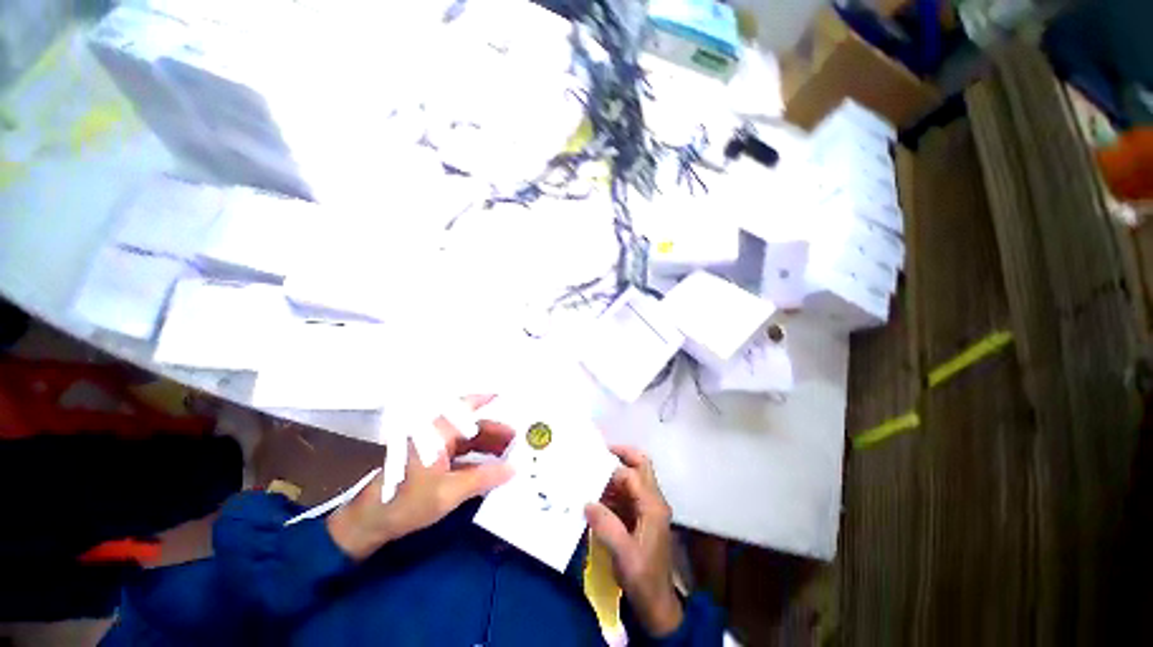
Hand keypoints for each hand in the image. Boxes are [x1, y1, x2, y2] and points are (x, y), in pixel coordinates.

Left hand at [327, 397, 514, 559]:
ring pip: (468, 440)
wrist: (371, 523)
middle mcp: (437, 434)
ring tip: (510, 453)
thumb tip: (513, 469)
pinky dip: (477, 457)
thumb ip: (483, 478)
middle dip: (495, 430)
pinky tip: (492, 467)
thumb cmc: (407, 501)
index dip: (486, 400)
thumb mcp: (449, 492)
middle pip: (471, 426)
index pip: (465, 407)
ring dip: (488, 445)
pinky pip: (461, 453)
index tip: (506, 398)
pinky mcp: (433, 462)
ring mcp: (434, 448)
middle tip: (518, 439)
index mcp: (438, 432)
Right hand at [585, 446, 683, 636]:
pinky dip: (612, 490)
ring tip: (590, 475)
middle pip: (641, 466)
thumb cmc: (643, 578)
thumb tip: (587, 502)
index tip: (590, 466)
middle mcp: (653, 501)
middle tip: (598, 453)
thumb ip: (606, 525)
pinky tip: (595, 497)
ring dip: (613, 475)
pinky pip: (627, 494)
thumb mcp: (623, 554)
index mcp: (653, 506)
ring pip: (633, 479)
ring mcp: (648, 509)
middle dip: (621, 455)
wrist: (656, 604)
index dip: (611, 470)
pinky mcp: (641, 518)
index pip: (631, 475)